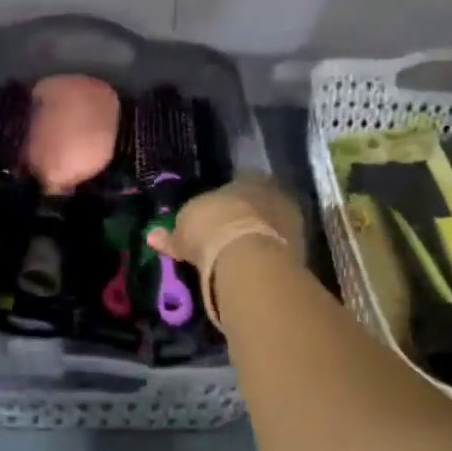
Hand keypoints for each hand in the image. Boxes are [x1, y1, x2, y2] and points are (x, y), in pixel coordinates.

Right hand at [147, 174, 303, 273]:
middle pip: (255, 208)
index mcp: (248, 179)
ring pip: (268, 229)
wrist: (249, 258)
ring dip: (256, 240)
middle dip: (242, 222)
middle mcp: (273, 194)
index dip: (221, 205)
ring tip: (237, 260)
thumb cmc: (211, 230)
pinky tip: (251, 271)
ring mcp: (291, 221)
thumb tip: (152, 236)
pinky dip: (264, 259)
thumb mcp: (183, 231)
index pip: (235, 187)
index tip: (211, 222)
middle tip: (224, 242)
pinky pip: (275, 250)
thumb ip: (171, 234)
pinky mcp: (299, 249)